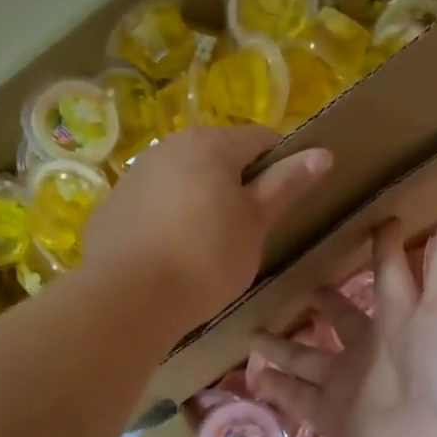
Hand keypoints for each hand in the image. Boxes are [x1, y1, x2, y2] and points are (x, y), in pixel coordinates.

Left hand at [86, 126, 332, 333]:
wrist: (128, 297)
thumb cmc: (205, 258)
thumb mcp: (255, 224)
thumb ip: (286, 184)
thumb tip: (322, 153)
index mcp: (212, 145)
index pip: (262, 139)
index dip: (280, 165)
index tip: (283, 203)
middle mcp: (170, 146)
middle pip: (218, 156)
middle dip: (237, 184)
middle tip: (247, 229)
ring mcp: (136, 174)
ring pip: (183, 178)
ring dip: (201, 199)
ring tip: (206, 245)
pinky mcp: (113, 204)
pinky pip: (154, 201)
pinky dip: (168, 216)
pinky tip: (169, 252)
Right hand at [250, 216, 436, 436]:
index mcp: (401, 315)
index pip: (388, 272)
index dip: (382, 247)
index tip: (369, 221)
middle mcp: (371, 347)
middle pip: (340, 318)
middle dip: (323, 302)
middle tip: (298, 283)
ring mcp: (348, 385)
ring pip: (307, 359)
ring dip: (283, 346)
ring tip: (251, 333)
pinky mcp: (330, 417)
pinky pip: (295, 398)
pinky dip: (275, 389)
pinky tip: (252, 376)